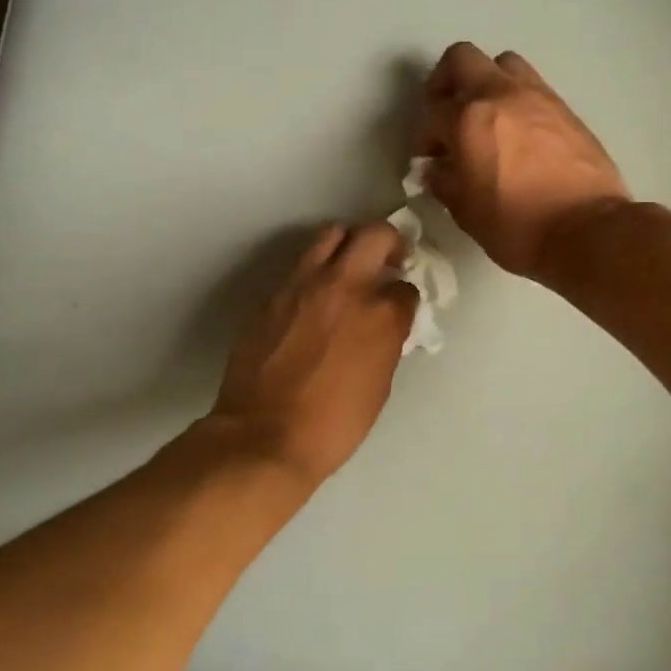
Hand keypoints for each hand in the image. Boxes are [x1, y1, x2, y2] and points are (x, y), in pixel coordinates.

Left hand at [209, 222, 416, 488]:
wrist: (265, 436)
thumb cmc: (334, 424)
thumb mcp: (379, 384)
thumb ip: (386, 343)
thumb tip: (385, 327)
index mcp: (381, 315)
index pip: (406, 287)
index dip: (406, 297)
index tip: (401, 306)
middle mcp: (345, 287)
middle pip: (375, 235)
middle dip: (390, 242)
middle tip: (390, 260)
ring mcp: (304, 286)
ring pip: (332, 234)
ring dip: (349, 244)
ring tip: (350, 266)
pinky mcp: (273, 295)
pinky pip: (300, 266)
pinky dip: (316, 271)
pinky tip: (314, 298)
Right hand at [415, 43, 630, 280]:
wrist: (588, 231)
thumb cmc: (518, 227)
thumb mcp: (467, 213)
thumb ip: (445, 183)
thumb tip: (435, 169)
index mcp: (469, 119)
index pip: (432, 115)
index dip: (425, 138)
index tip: (430, 160)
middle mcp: (501, 95)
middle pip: (462, 59)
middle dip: (446, 83)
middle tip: (446, 115)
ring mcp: (538, 97)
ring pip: (503, 64)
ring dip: (487, 83)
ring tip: (486, 119)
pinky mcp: (566, 109)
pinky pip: (533, 88)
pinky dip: (517, 101)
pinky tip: (518, 135)